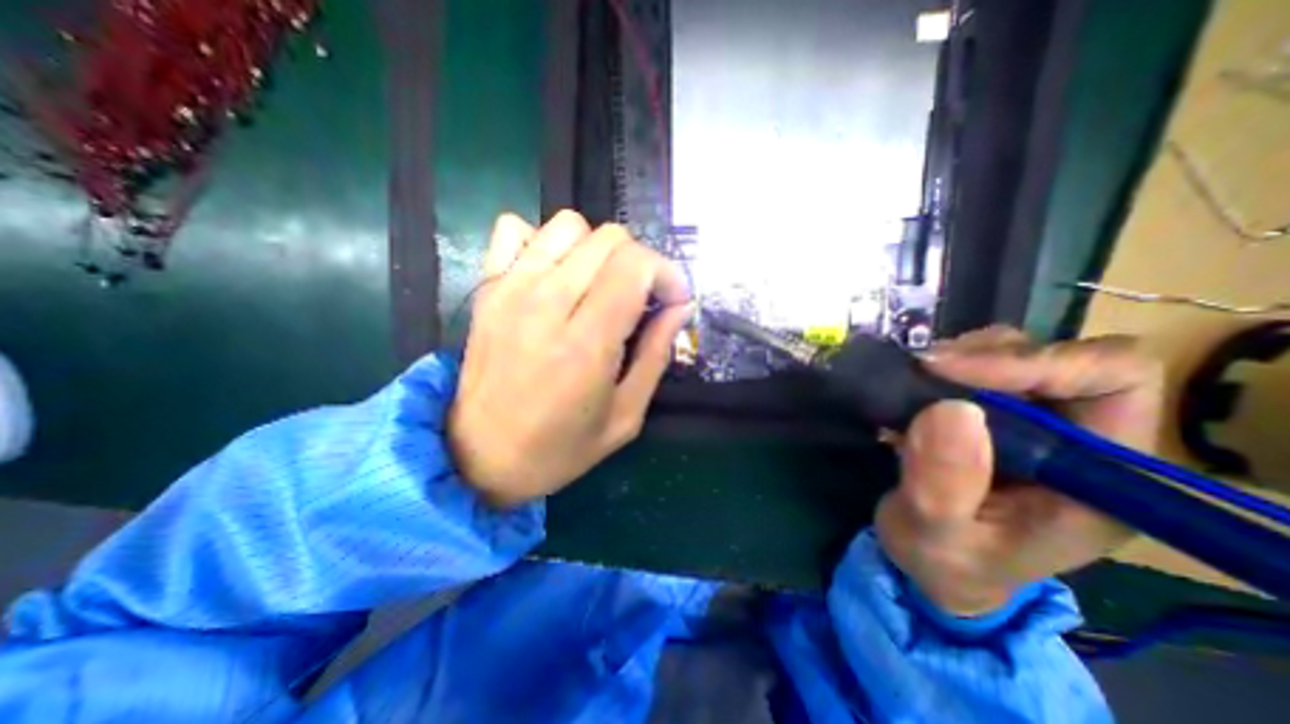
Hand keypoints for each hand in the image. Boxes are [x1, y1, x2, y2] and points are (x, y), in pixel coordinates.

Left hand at [449, 211, 690, 507]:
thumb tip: (679, 308)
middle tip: (642, 298)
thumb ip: (656, 355)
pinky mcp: (487, 288)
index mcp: (585, 343)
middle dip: (641, 262)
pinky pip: (514, 229)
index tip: (673, 301)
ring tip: (601, 286)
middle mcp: (546, 304)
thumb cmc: (560, 448)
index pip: (636, 265)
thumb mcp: (625, 416)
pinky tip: (555, 275)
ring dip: (598, 250)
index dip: (667, 274)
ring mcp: (510, 290)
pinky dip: (544, 242)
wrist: (480, 458)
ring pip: (569, 225)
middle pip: (609, 239)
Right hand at [870, 328, 1163, 616]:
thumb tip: (950, 409)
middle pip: (1056, 357)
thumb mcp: (938, 535)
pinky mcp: (993, 413)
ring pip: (1011, 352)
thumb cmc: (946, 561)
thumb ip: (944, 485)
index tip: (948, 371)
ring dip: (957, 359)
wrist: (933, 562)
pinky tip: (908, 391)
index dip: (1035, 362)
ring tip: (910, 383)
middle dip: (982, 357)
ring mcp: (1033, 421)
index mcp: (1098, 476)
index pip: (1111, 381)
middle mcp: (1077, 437)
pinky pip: (973, 365)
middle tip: (919, 372)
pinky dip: (939, 368)